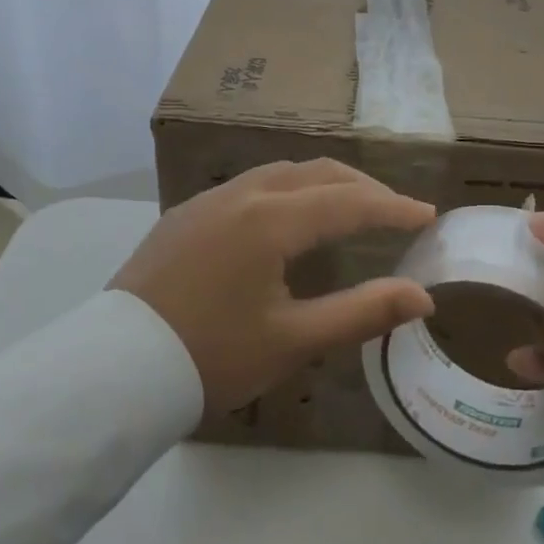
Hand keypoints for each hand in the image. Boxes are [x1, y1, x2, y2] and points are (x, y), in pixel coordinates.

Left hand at [111, 160, 437, 412]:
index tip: (427, 215)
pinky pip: (250, 185)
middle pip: (317, 173)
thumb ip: (362, 312)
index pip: (348, 202)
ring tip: (349, 208)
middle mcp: (241, 194)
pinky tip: (288, 219)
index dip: (392, 208)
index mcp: (270, 220)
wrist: (115, 371)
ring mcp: (208, 200)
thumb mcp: (293, 341)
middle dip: (362, 188)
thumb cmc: (211, 356)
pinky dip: (288, 191)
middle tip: (394, 212)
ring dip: (323, 184)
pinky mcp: (186, 214)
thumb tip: (423, 296)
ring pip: (281, 173)